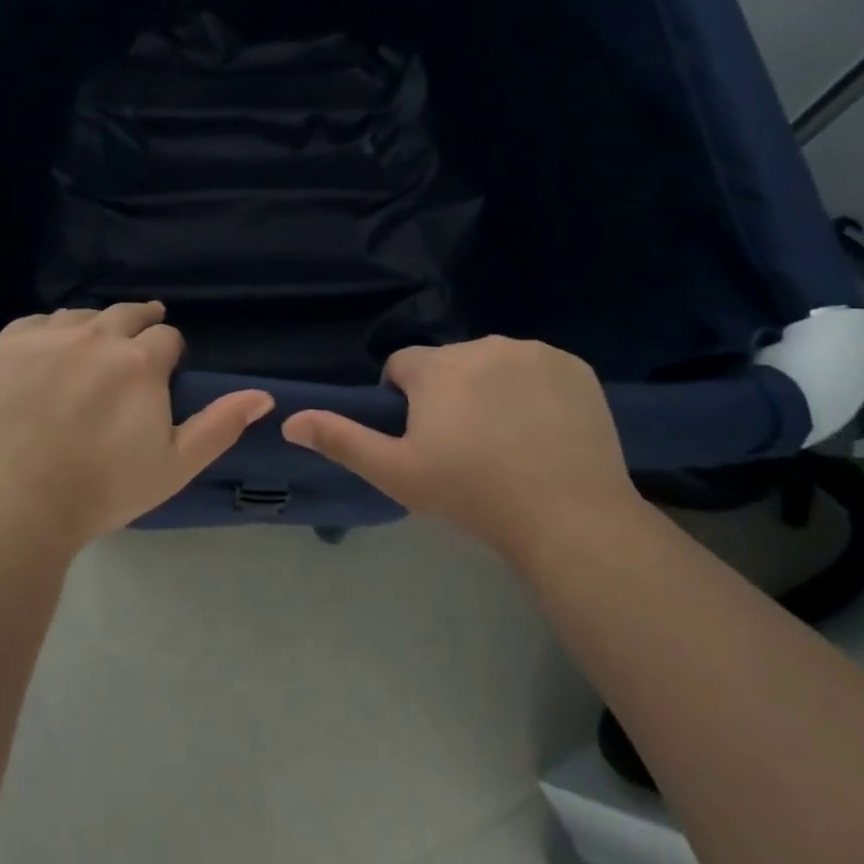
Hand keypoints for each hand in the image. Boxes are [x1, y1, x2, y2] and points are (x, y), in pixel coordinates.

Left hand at [0, 303, 274, 550]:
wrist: (13, 506)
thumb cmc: (102, 490)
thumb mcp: (174, 465)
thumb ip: (220, 425)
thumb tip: (264, 396)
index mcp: (140, 362)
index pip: (166, 336)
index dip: (169, 353)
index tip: (162, 374)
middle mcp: (96, 336)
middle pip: (127, 313)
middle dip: (138, 326)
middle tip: (134, 348)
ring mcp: (46, 337)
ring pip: (81, 316)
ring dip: (93, 329)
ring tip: (90, 352)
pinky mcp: (4, 346)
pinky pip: (36, 323)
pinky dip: (49, 333)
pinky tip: (48, 354)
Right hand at [281, 336, 637, 563]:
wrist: (569, 518)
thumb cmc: (473, 495)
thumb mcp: (397, 474)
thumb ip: (342, 440)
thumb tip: (289, 420)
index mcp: (437, 367)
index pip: (403, 366)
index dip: (405, 401)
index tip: (425, 440)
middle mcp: (482, 345)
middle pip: (450, 364)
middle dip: (449, 394)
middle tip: (467, 447)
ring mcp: (534, 352)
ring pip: (494, 364)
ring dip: (491, 389)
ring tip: (508, 441)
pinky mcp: (574, 366)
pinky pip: (539, 369)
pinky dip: (534, 391)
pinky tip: (544, 431)